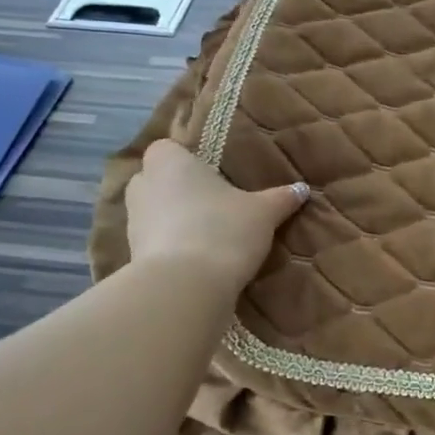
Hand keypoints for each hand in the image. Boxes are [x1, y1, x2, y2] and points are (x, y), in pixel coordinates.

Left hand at [125, 140, 308, 290]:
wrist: (186, 286)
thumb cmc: (223, 230)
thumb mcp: (263, 213)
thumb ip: (281, 199)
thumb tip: (302, 189)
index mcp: (169, 161)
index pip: (168, 148)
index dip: (188, 160)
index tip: (212, 176)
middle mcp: (143, 185)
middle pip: (158, 180)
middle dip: (179, 190)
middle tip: (213, 204)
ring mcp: (132, 222)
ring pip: (155, 213)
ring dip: (174, 221)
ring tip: (208, 235)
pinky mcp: (132, 256)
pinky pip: (154, 242)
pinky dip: (170, 248)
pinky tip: (197, 260)